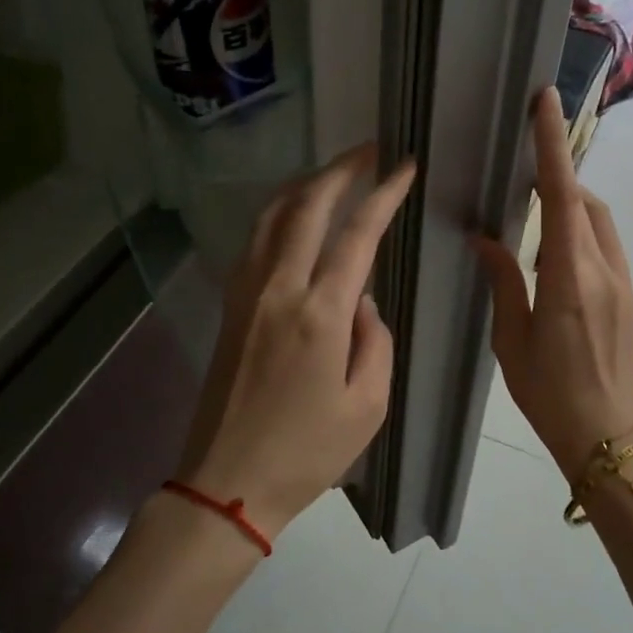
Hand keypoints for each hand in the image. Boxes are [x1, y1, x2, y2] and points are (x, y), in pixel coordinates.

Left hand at [174, 144, 416, 538]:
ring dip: (304, 185)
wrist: (227, 481)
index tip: (404, 166)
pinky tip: (293, 216)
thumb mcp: (367, 406)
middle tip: (368, 150)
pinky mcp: (230, 307)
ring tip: (333, 173)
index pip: (356, 234)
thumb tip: (362, 300)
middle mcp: (278, 289)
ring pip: (272, 216)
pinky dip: (278, 214)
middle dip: (339, 169)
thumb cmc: (306, 453)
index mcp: (319, 314)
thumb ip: (375, 341)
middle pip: (306, 206)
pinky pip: (254, 241)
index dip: (383, 194)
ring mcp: (246, 294)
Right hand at [472, 87, 632, 478]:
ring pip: (599, 223)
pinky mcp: (629, 297)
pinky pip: (605, 247)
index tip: (545, 101)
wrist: (605, 436)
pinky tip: (554, 259)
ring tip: (534, 218)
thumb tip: (485, 238)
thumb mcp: (512, 339)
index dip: (552, 145)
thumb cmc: (549, 392)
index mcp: (570, 278)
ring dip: (571, 206)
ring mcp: (623, 283)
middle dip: (559, 176)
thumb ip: (503, 281)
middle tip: (522, 175)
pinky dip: (580, 234)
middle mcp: (604, 270)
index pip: (563, 196)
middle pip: (585, 202)